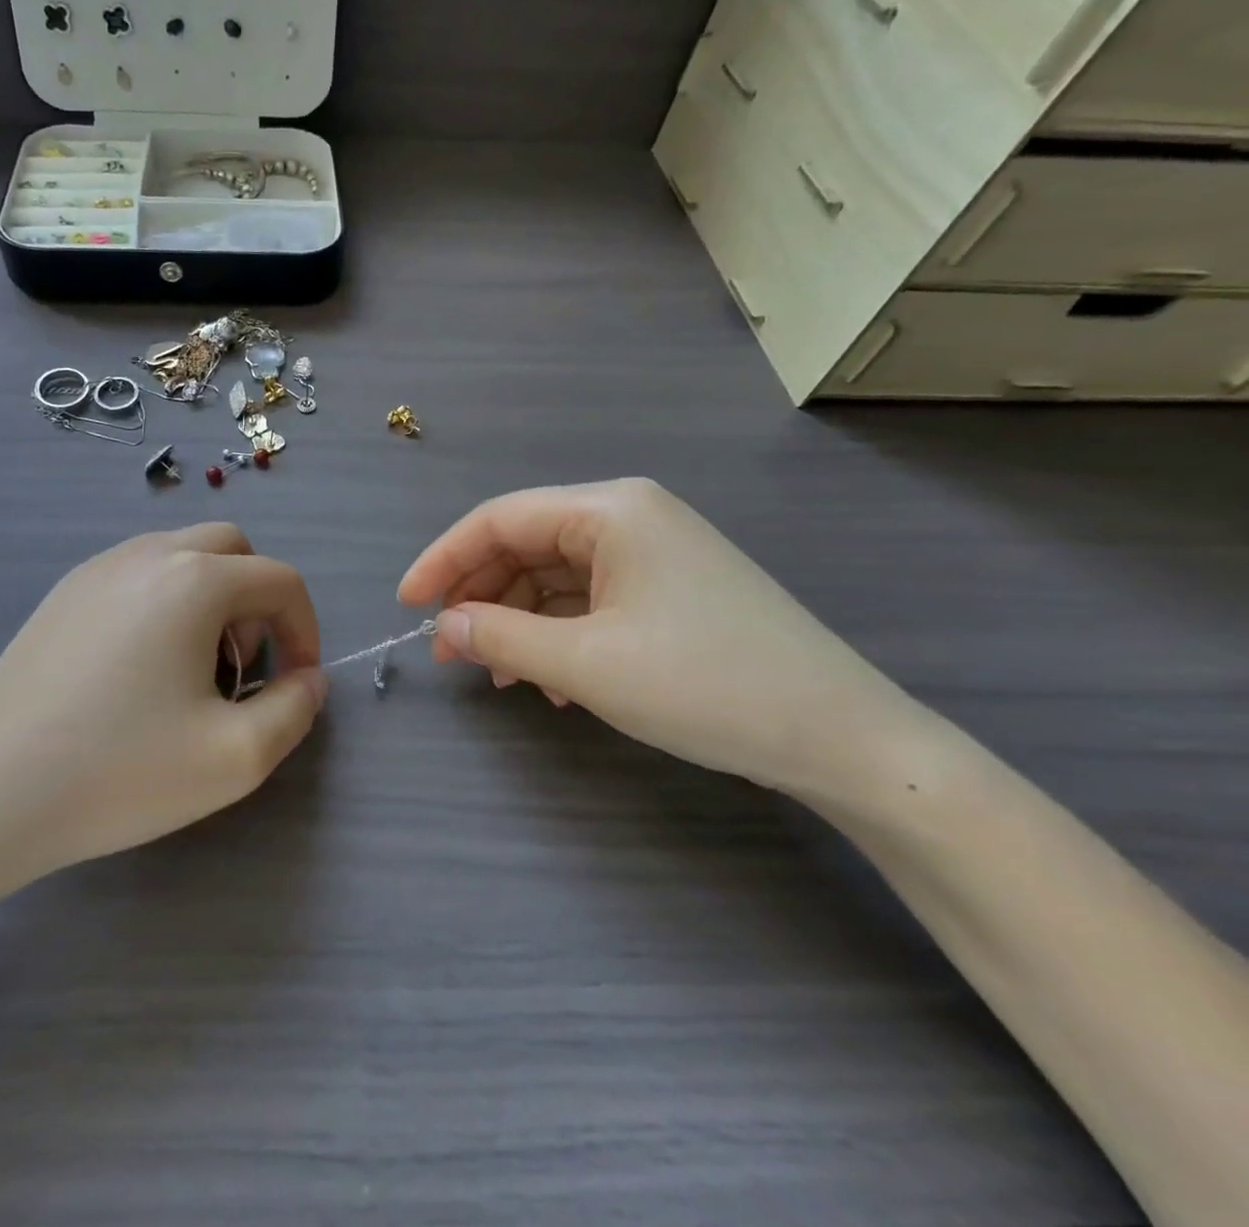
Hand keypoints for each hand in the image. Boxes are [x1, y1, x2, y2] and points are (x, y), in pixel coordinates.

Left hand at [0, 524, 326, 876]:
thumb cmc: (120, 771)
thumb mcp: (235, 757)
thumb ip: (295, 710)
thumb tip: (309, 678)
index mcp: (195, 580)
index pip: (281, 580)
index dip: (305, 630)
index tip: (295, 684)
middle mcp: (148, 554)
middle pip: (233, 550)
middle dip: (259, 603)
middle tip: (244, 669)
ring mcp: (98, 568)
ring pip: (183, 556)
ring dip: (213, 600)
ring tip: (194, 673)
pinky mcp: (64, 593)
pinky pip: (139, 574)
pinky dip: (167, 603)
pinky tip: (141, 670)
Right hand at [398, 480, 911, 794]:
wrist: (843, 738)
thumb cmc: (707, 685)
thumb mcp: (587, 664)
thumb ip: (502, 637)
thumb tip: (444, 626)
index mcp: (609, 510)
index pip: (499, 519)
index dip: (443, 559)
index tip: (406, 605)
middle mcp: (629, 516)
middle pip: (525, 544)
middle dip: (480, 595)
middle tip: (450, 650)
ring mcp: (652, 552)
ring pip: (554, 575)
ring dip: (517, 621)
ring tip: (501, 675)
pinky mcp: (668, 588)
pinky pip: (589, 599)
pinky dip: (557, 633)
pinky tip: (551, 680)